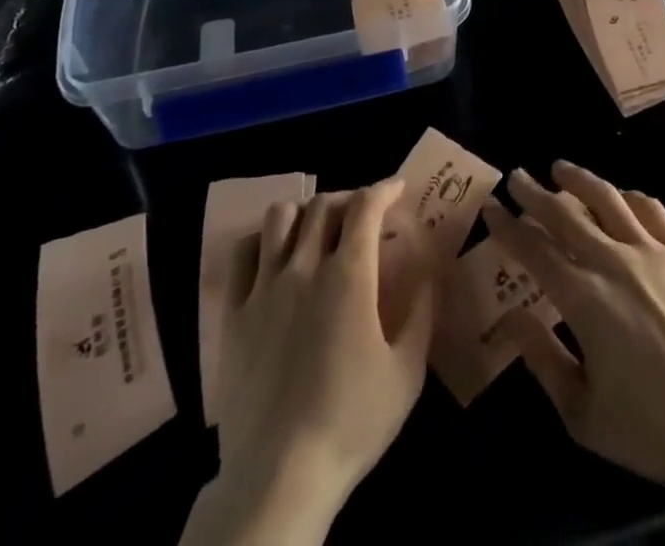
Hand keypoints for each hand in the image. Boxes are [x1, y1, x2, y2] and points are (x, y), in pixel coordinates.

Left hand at [187, 179, 435, 545]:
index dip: (383, 189)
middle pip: (324, 205)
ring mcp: (264, 287)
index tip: (396, 189)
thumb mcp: (406, 373)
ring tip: (316, 230)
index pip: (366, 206)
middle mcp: (305, 267)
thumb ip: (421, 313)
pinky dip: (261, 241)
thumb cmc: (351, 423)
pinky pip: (242, 254)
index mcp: (349, 276)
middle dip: (349, 199)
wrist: (279, 476)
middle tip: (363, 216)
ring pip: (280, 217)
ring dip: (304, 213)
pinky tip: (273, 255)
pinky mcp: (234, 313)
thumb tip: (430, 272)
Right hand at [484, 162, 664, 492]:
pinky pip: (652, 210)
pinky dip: (629, 197)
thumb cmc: (653, 427)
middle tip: (517, 175)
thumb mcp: (583, 413)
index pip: (534, 248)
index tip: (492, 207)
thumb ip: (543, 359)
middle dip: (535, 193)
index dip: (509, 226)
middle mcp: (612, 261)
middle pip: (565, 214)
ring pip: (608, 199)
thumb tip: (511, 317)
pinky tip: (621, 195)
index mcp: (582, 297)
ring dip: (580, 179)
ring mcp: (652, 252)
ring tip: (561, 167)